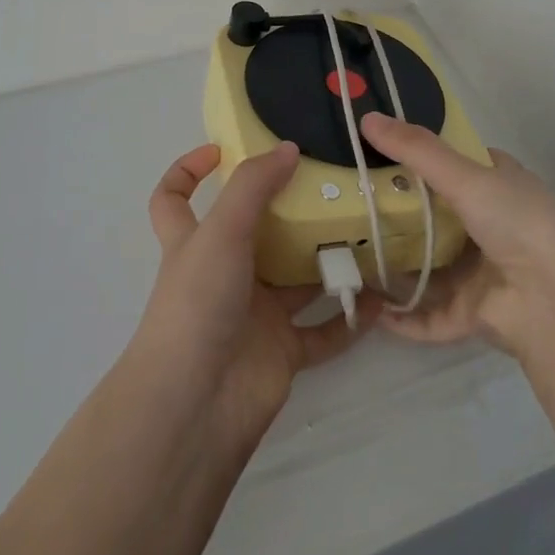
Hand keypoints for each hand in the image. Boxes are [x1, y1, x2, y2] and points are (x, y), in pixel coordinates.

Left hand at [130, 142, 371, 453]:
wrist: (196, 405)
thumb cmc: (197, 304)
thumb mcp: (220, 231)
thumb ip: (253, 186)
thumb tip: (288, 149)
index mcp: (194, 242)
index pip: (174, 198)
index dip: (188, 171)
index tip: (222, 149)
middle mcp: (223, 273)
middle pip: (254, 232)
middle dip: (288, 211)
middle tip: (330, 186)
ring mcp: (253, 314)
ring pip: (296, 279)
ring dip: (327, 260)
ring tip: (368, 233)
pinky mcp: (281, 351)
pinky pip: (323, 330)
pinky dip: (349, 317)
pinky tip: (380, 299)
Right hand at [359, 112, 554, 365]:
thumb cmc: (518, 220)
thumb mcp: (465, 174)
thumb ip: (415, 149)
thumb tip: (365, 117)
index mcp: (496, 184)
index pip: (451, 163)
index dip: (415, 156)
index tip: (372, 152)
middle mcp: (490, 224)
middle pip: (434, 215)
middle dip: (396, 212)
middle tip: (348, 205)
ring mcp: (483, 271)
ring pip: (431, 266)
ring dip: (397, 265)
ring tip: (350, 257)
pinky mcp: (476, 314)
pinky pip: (432, 314)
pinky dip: (406, 315)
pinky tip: (372, 311)